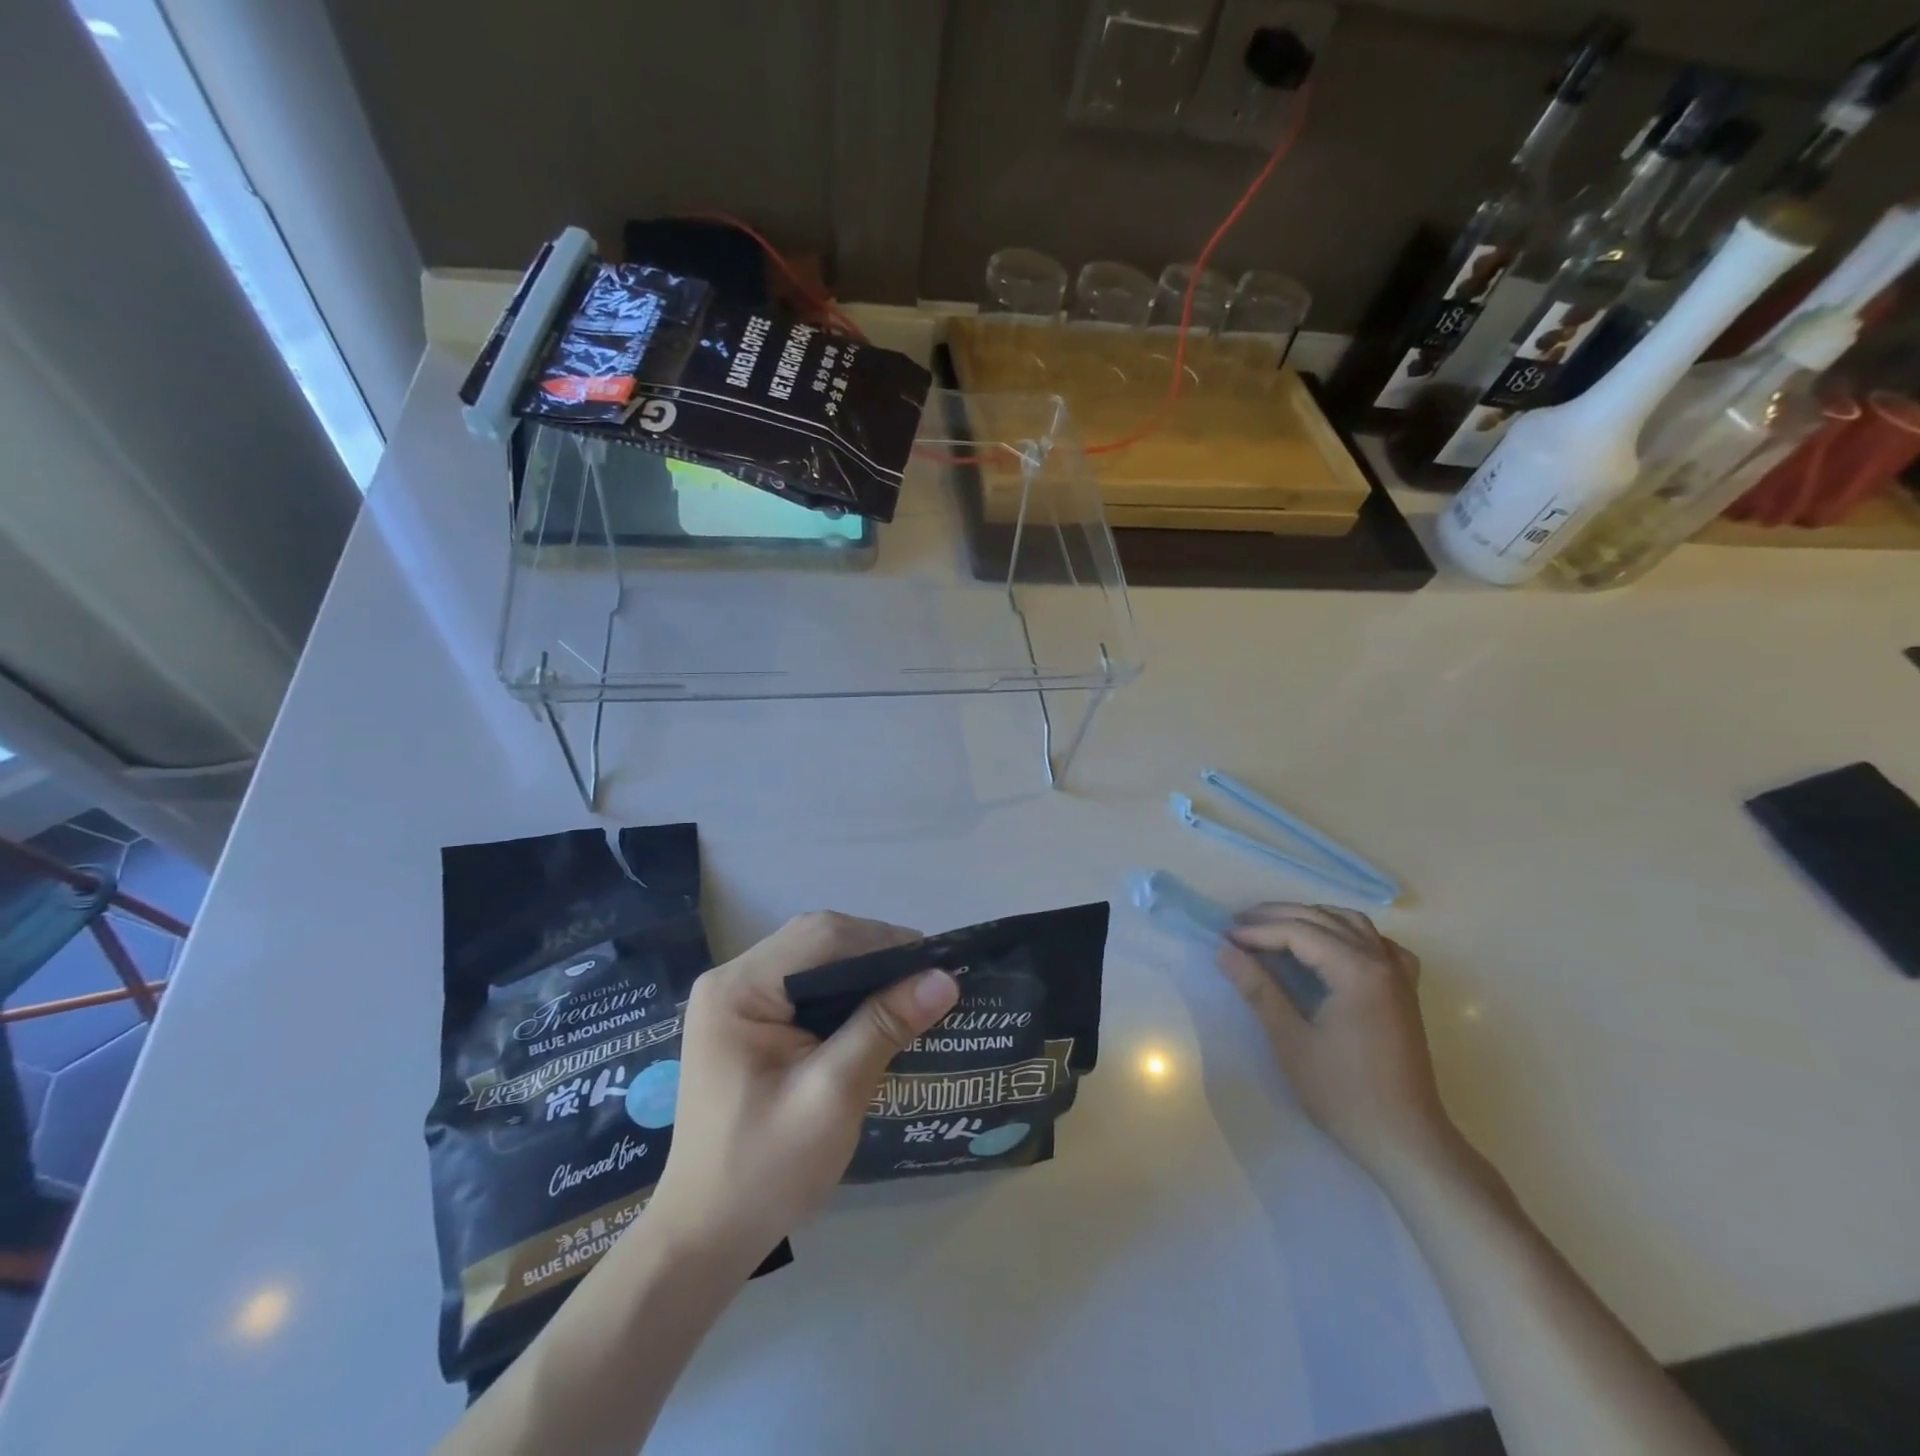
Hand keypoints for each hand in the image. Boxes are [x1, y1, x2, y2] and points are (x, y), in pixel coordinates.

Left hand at [647, 912, 959, 1263]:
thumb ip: (883, 1027)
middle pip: (817, 940)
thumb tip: (944, 979)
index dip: (883, 941)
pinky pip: (804, 985)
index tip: (935, 966)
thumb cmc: (764, 1171)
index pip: (822, 936)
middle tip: (926, 982)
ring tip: (910, 994)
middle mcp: (731, 980)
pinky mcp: (746, 1022)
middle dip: (875, 953)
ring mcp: (735, 1000)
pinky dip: (843, 991)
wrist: (705, 1238)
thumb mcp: (832, 1096)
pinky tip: (874, 1013)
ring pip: (813, 958)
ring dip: (862, 971)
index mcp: (738, 989)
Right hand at [1215, 904, 1457, 1182]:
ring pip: (1353, 924)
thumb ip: (1258, 989)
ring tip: (1276, 928)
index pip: (1299, 932)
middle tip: (1239, 924)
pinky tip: (1332, 947)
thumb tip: (1225, 951)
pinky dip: (1349, 934)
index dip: (1259, 931)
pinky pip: (1378, 944)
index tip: (1225, 938)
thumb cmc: (1344, 1093)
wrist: (1405, 1141)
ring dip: (1312, 919)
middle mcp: (1382, 962)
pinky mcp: (1405, 993)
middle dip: (1279, 916)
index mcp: (1357, 971)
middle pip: (1325, 920)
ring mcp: (1399, 977)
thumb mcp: (1290, 1040)